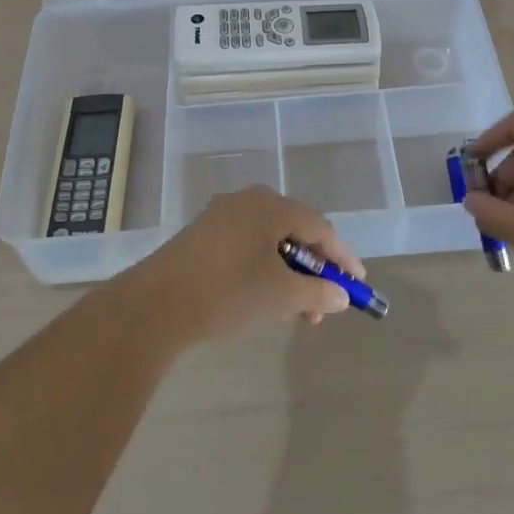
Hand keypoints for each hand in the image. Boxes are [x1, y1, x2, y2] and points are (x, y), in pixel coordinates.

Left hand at [120, 187, 360, 343]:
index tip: (357, 285)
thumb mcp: (281, 295)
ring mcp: (222, 215)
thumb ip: (317, 292)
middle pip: (295, 231)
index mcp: (272, 205)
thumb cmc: (228, 292)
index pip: (321, 227)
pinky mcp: (202, 234)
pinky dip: (264, 270)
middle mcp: (248, 201)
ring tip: (296, 312)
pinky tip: (265, 299)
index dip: (342, 257)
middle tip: (324, 305)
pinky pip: (247, 246)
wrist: (156, 304)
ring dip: (289, 274)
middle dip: (314, 270)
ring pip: (270, 241)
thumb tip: (340, 295)